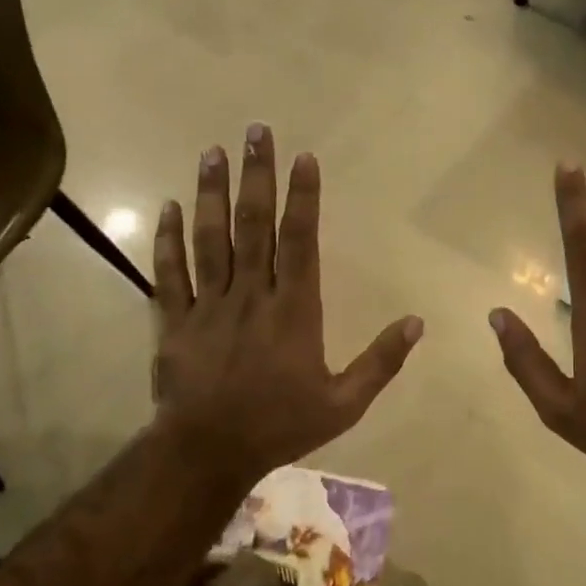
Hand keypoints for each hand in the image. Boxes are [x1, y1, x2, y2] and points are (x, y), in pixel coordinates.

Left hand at [150, 125, 421, 492]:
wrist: (208, 453)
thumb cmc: (281, 425)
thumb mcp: (345, 402)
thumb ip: (382, 361)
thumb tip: (418, 322)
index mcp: (294, 310)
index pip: (300, 240)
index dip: (303, 197)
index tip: (303, 157)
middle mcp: (251, 295)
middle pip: (253, 225)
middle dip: (257, 176)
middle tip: (255, 131)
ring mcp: (208, 304)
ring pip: (209, 238)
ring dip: (212, 193)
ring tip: (213, 152)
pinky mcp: (174, 321)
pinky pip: (169, 272)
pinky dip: (167, 239)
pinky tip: (169, 206)